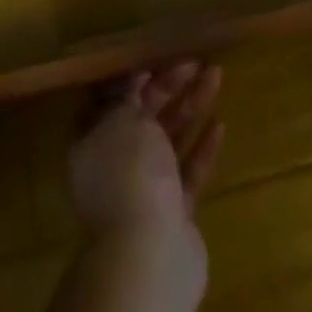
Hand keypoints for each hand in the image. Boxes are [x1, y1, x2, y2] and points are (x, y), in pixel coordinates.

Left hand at [69, 61, 223, 258]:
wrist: (150, 255)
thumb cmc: (129, 174)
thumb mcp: (122, 120)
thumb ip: (127, 96)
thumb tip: (132, 79)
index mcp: (92, 143)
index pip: (108, 101)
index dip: (130, 77)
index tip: (154, 56)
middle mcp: (115, 165)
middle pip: (143, 116)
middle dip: (169, 86)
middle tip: (195, 60)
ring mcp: (145, 190)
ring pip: (169, 139)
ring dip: (191, 106)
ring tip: (216, 75)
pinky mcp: (174, 212)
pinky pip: (188, 171)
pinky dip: (202, 147)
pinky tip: (220, 124)